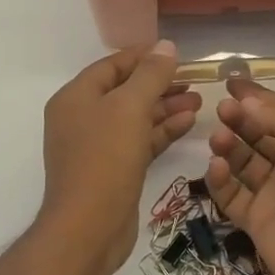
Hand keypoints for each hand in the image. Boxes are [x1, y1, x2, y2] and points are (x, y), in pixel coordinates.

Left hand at [39, 42, 201, 274]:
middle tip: (193, 79)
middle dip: (159, 83)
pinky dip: (162, 131)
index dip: (144, 56)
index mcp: (76, 97)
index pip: (113, 65)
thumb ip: (150, 75)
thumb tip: (167, 46)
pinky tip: (189, 122)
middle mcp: (82, 118)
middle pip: (125, 90)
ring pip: (136, 117)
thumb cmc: (105, 159)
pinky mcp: (114, 170)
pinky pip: (140, 141)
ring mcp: (97, 146)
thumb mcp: (130, 108)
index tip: (177, 53)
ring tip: (198, 100)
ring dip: (165, 107)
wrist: (88, 229)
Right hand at [204, 79, 274, 274]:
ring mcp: (274, 194)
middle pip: (258, 134)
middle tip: (221, 109)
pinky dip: (220, 179)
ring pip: (242, 162)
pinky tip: (216, 166)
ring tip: (218, 137)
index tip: (230, 82)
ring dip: (228, 145)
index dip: (257, 97)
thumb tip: (247, 104)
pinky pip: (231, 195)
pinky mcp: (256, 222)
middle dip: (239, 118)